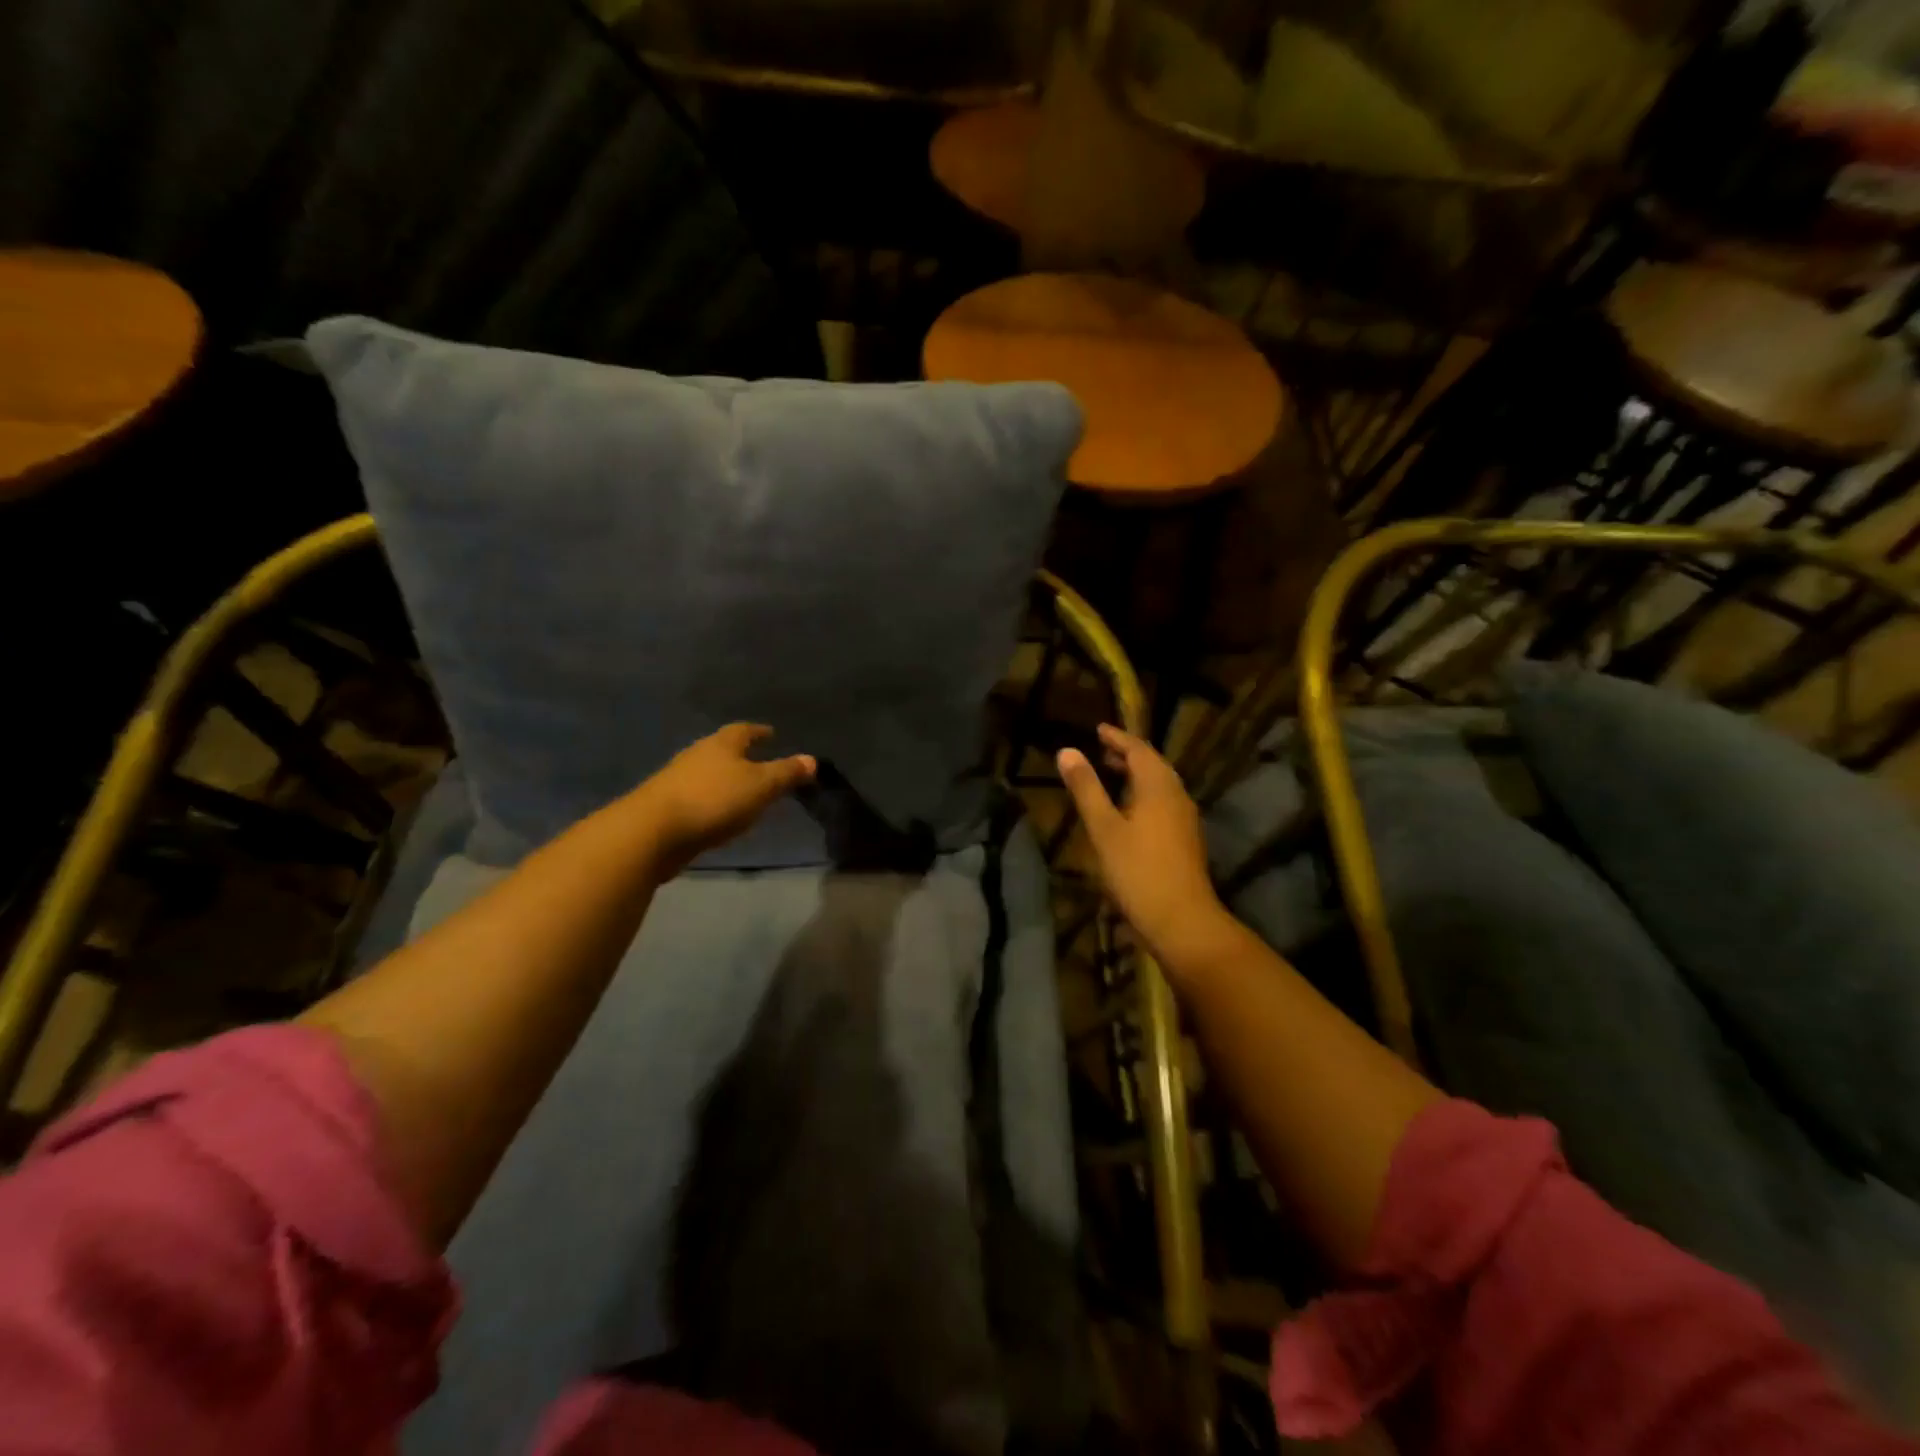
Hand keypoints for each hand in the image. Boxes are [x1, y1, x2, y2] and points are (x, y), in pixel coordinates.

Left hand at [634, 724, 815, 875]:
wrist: (652, 831)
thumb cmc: (714, 800)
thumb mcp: (761, 786)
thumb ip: (787, 773)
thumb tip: (812, 759)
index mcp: (722, 744)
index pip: (744, 730)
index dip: (759, 732)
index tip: (771, 733)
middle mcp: (698, 754)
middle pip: (723, 748)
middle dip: (741, 753)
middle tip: (760, 760)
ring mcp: (678, 779)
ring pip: (708, 772)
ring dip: (725, 778)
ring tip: (742, 788)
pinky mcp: (666, 804)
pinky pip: (697, 795)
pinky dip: (712, 799)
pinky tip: (719, 812)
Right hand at [1058, 724, 1232, 970]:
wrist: (1182, 921)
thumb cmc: (1138, 871)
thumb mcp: (1104, 828)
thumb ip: (1086, 788)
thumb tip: (1067, 751)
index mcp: (1159, 787)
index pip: (1139, 749)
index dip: (1117, 737)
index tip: (1098, 729)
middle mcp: (1177, 796)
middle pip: (1153, 765)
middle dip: (1128, 754)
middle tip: (1101, 750)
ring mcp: (1185, 819)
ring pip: (1160, 785)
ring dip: (1136, 775)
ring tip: (1111, 775)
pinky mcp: (1185, 839)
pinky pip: (1163, 802)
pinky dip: (1143, 794)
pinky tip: (1128, 811)